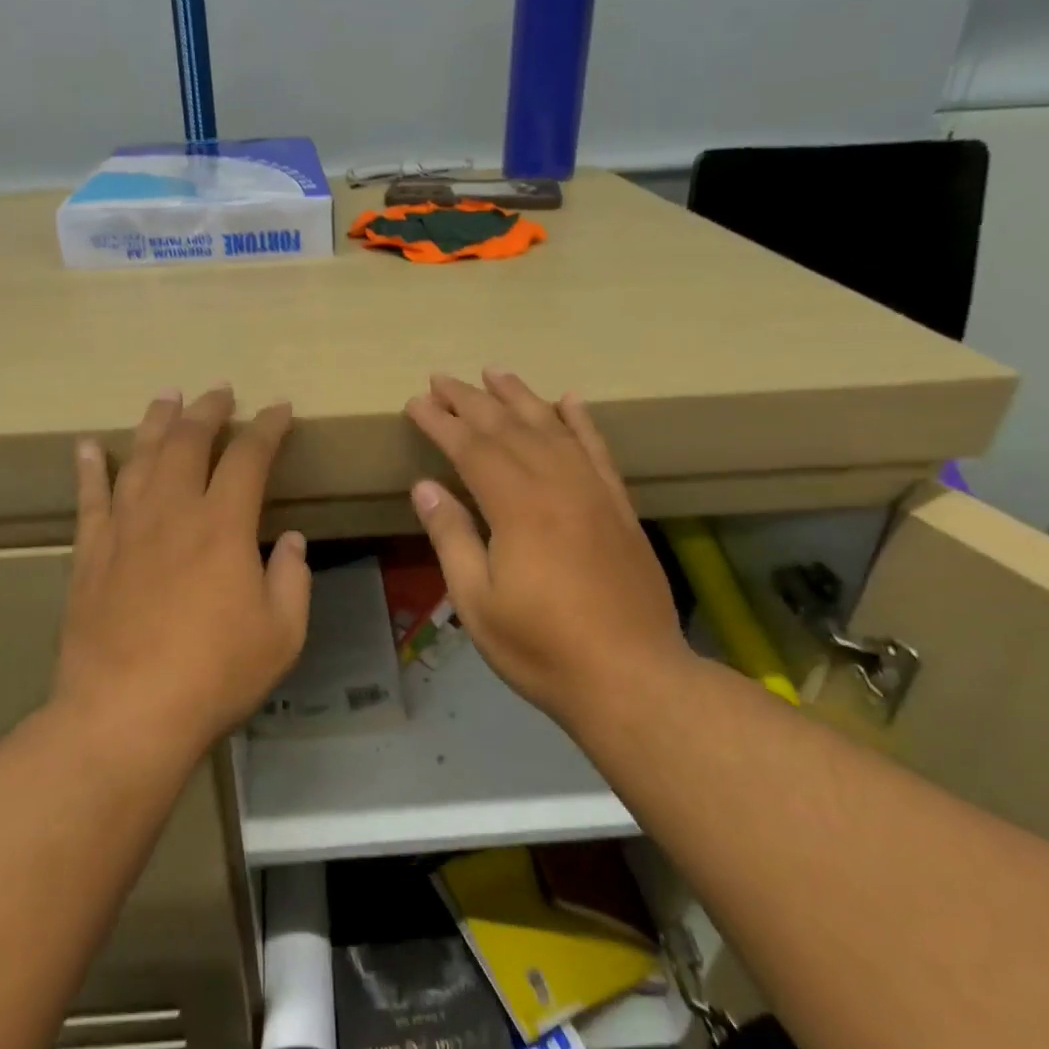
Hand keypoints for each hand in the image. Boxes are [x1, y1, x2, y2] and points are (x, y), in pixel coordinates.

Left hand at [55, 386, 310, 756]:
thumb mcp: (282, 633)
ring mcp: (125, 529)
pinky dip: (89, 468)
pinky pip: (89, 498)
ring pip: (139, 458)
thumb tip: (291, 541)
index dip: (267, 427)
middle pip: (188, 442)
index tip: (279, 409)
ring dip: (155, 422)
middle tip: (219, 391)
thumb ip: (293, 579)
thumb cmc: (215, 674)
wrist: (126, 713)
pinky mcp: (90, 554)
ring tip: (166, 397)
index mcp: (224, 526)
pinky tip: (87, 445)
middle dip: (208, 410)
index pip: (249, 457)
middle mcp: (172, 512)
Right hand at [405, 369, 692, 725]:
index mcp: (517, 508)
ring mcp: (594, 492)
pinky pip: (598, 450)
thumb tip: (425, 486)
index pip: (471, 448)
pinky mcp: (620, 507)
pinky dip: (581, 421)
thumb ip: (451, 537)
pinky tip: (569, 400)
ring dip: (521, 396)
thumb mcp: (477, 602)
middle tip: (441, 378)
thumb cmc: (542, 647)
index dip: (440, 422)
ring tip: (495, 371)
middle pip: (508, 428)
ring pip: (552, 428)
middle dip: (470, 400)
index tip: (415, 402)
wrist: (633, 677)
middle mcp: (557, 485)